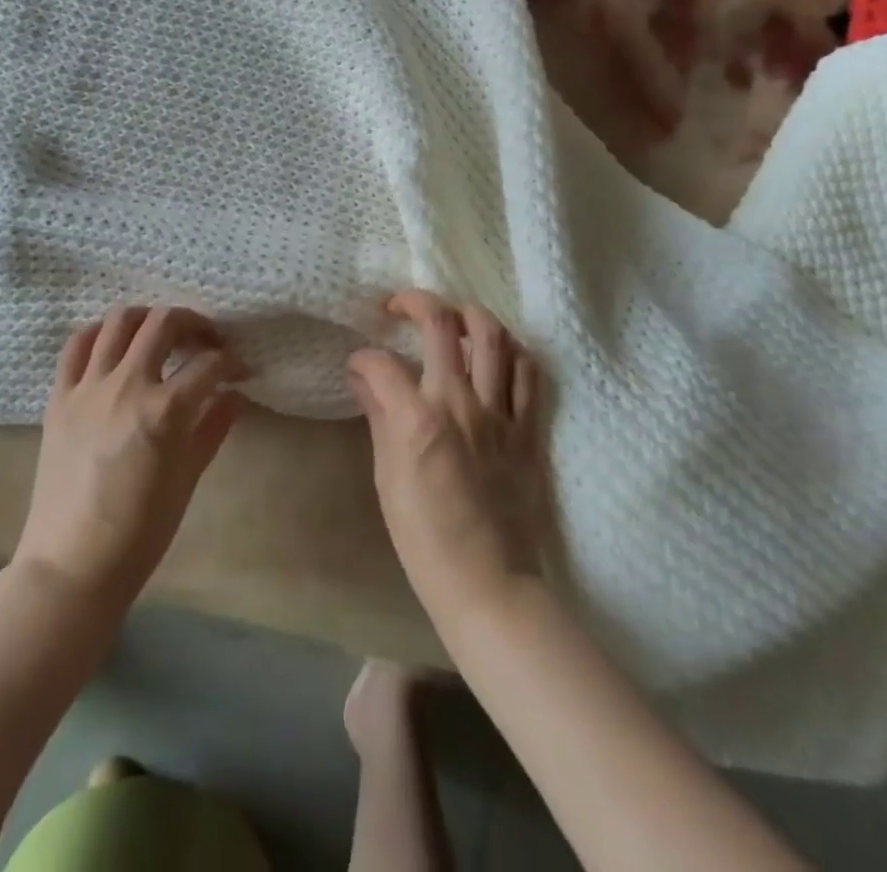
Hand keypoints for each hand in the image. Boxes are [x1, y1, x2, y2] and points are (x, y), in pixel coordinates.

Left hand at [14, 305, 247, 610]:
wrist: (72, 565)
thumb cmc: (140, 532)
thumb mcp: (188, 478)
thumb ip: (213, 427)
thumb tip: (233, 395)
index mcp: (165, 411)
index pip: (209, 365)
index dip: (232, 362)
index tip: (241, 370)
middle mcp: (127, 386)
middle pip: (164, 323)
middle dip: (194, 323)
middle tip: (206, 341)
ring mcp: (87, 388)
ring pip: (119, 322)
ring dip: (148, 319)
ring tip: (161, 335)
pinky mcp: (59, 397)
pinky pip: (75, 346)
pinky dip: (98, 333)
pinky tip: (113, 343)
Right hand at [348, 290, 550, 628]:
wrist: (488, 584)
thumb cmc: (424, 539)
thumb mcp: (387, 477)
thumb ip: (379, 416)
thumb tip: (363, 377)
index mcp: (417, 419)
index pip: (381, 363)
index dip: (363, 357)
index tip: (358, 365)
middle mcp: (460, 403)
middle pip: (442, 324)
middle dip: (415, 302)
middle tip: (400, 307)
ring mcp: (500, 414)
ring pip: (493, 336)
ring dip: (470, 315)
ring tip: (453, 320)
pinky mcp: (528, 430)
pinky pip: (528, 373)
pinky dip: (512, 352)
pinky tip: (496, 354)